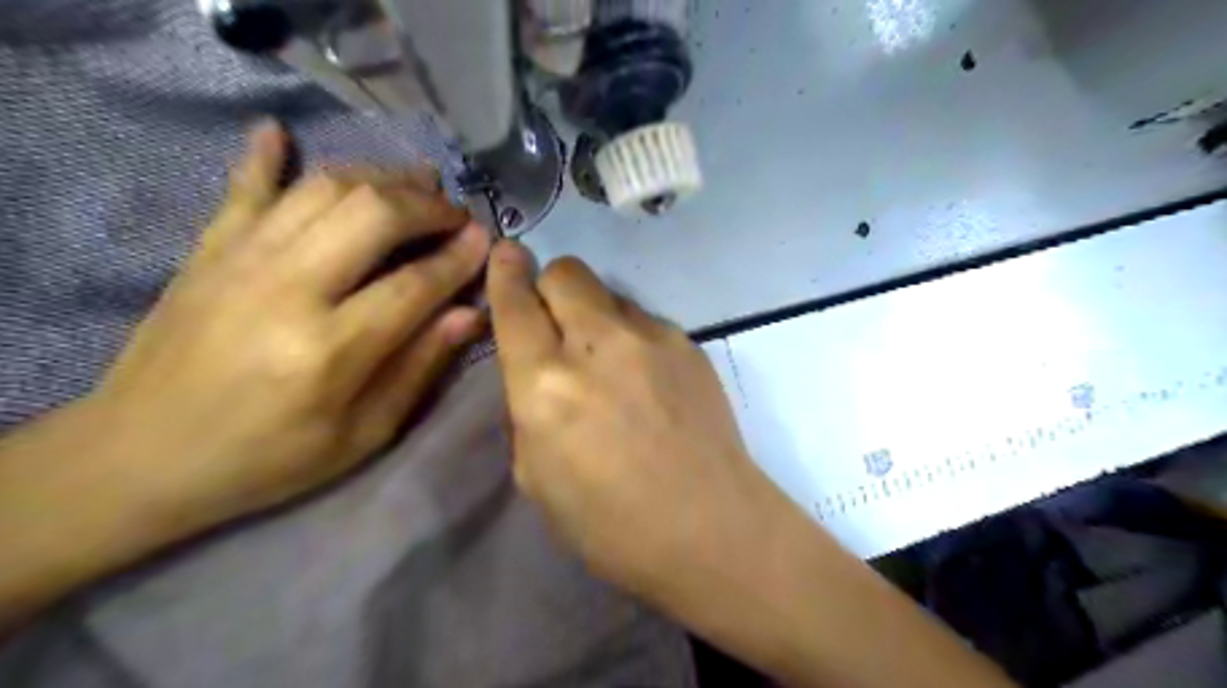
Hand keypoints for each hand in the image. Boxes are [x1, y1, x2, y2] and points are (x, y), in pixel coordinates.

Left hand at [82, 120, 491, 525]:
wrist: (141, 457)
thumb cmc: (269, 457)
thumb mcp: (363, 433)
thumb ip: (419, 367)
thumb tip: (470, 314)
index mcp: (330, 349)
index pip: (415, 284)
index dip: (459, 258)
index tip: (486, 240)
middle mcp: (288, 289)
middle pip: (373, 215)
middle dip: (427, 205)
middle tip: (455, 214)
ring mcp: (241, 260)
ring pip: (323, 189)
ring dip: (378, 178)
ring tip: (413, 185)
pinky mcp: (207, 250)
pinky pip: (243, 187)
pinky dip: (266, 155)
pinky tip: (280, 131)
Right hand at [484, 238, 778, 595]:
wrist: (711, 528)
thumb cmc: (611, 524)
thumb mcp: (535, 476)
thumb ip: (527, 408)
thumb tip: (535, 367)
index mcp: (546, 385)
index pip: (516, 303)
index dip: (505, 272)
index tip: (505, 255)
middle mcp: (597, 345)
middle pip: (566, 272)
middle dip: (550, 286)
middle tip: (556, 323)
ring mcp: (651, 337)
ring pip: (608, 294)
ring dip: (594, 316)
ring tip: (610, 365)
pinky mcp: (688, 343)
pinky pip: (644, 321)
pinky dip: (631, 338)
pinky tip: (647, 381)